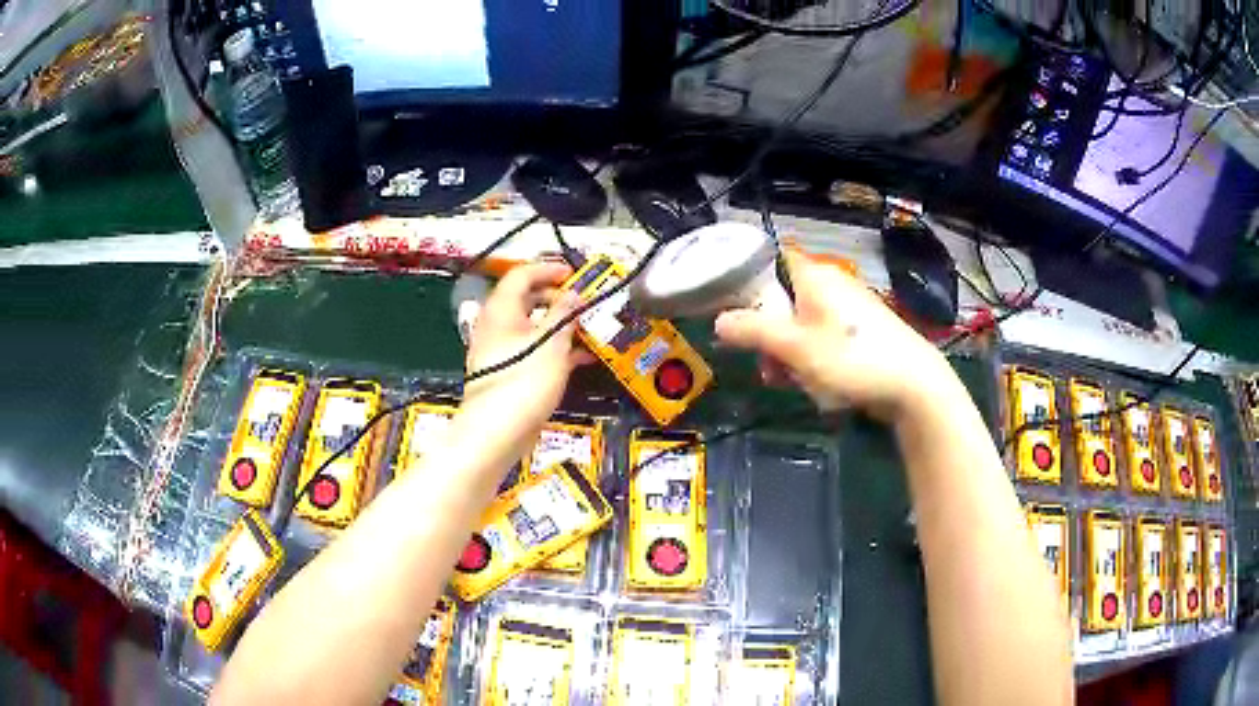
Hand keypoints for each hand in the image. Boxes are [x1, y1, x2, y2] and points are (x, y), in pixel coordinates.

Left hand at [457, 262, 585, 459]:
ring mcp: (499, 352)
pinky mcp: (507, 375)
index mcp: (502, 310)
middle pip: (525, 300)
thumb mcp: (552, 341)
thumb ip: (565, 313)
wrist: (497, 431)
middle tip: (583, 302)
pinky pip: (532, 351)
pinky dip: (554, 349)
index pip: (521, 274)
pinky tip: (581, 358)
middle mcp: (496, 326)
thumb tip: (573, 294)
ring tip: (587, 329)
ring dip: (559, 325)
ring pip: (531, 328)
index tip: (574, 274)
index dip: (548, 269)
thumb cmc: (524, 379)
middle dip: (556, 297)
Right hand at [715, 251, 952, 421]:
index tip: (733, 312)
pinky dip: (814, 359)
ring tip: (793, 384)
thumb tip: (718, 321)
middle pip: (784, 300)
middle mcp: (832, 284)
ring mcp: (850, 309)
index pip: (770, 260)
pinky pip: (825, 339)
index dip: (748, 282)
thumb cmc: (852, 359)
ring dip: (790, 354)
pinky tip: (819, 386)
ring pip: (803, 324)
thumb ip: (754, 331)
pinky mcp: (862, 332)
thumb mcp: (795, 348)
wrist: (914, 386)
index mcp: (815, 276)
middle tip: (768, 368)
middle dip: (770, 335)